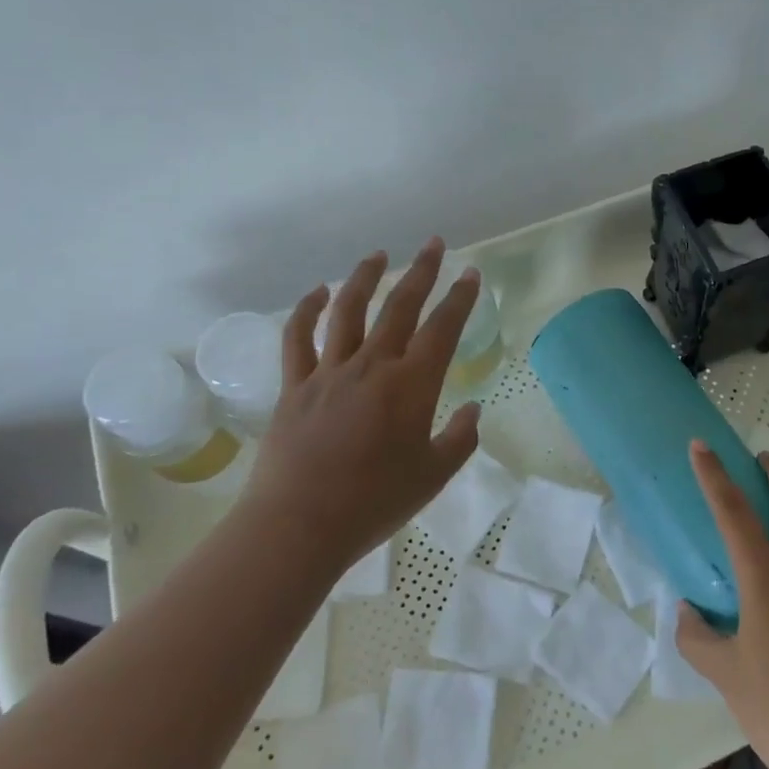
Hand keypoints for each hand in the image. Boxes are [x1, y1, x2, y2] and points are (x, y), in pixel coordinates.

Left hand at [240, 239, 482, 573]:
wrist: (299, 525)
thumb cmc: (374, 503)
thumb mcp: (433, 476)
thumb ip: (460, 440)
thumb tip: (473, 410)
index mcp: (412, 385)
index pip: (443, 328)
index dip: (460, 298)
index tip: (470, 273)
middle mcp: (372, 365)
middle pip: (399, 306)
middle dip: (420, 271)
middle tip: (433, 244)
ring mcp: (329, 371)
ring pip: (349, 310)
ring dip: (365, 278)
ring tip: (378, 255)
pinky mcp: (295, 386)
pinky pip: (299, 338)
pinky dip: (307, 310)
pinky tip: (317, 292)